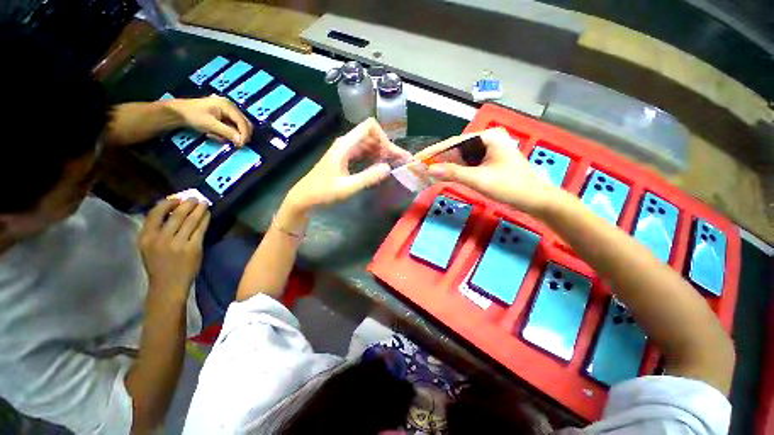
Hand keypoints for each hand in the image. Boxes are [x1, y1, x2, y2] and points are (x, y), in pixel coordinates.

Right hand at [138, 199, 209, 300]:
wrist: (168, 285)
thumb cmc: (159, 265)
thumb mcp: (148, 246)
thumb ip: (156, 230)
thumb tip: (171, 211)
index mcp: (146, 237)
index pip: (155, 213)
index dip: (168, 203)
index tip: (176, 198)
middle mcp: (161, 239)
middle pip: (177, 215)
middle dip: (187, 204)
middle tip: (195, 198)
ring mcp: (178, 243)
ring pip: (191, 220)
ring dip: (199, 209)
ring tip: (204, 203)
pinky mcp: (193, 248)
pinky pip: (200, 229)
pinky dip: (205, 220)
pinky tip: (208, 215)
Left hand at [164, 95, 252, 145]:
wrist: (179, 112)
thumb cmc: (193, 116)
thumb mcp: (210, 125)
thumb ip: (227, 132)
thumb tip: (241, 141)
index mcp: (228, 106)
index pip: (243, 122)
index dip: (245, 134)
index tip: (241, 145)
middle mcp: (231, 106)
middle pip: (244, 124)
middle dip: (241, 135)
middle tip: (236, 145)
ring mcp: (228, 110)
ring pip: (239, 126)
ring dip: (233, 134)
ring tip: (218, 137)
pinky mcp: (225, 115)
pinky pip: (233, 126)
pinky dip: (227, 132)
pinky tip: (216, 134)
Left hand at [284, 118, 411, 213]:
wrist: (304, 197)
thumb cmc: (323, 192)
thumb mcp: (347, 187)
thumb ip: (368, 177)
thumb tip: (388, 168)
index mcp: (345, 145)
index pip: (370, 127)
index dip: (383, 137)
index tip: (389, 156)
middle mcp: (346, 143)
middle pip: (372, 135)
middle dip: (386, 146)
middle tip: (398, 163)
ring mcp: (345, 150)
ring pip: (369, 143)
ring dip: (382, 152)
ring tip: (392, 166)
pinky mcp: (345, 158)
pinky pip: (364, 152)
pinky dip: (374, 157)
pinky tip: (379, 168)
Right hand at [424, 128, 561, 214]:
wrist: (534, 200)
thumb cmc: (509, 186)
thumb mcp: (478, 179)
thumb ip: (453, 173)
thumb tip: (429, 169)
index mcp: (487, 137)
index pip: (454, 142)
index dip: (434, 151)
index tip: (418, 158)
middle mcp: (487, 139)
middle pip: (457, 148)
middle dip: (439, 158)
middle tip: (420, 166)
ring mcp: (488, 150)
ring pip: (461, 156)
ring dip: (446, 165)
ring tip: (428, 170)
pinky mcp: (488, 160)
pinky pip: (467, 163)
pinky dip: (456, 169)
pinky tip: (444, 174)